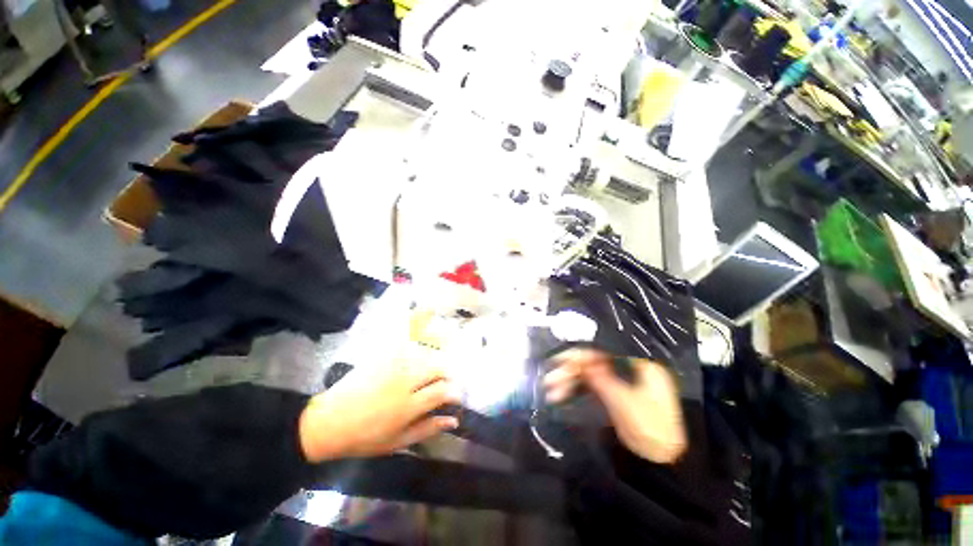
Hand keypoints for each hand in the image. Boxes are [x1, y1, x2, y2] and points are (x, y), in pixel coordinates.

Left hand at [299, 356, 459, 461]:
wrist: (329, 422)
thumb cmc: (365, 438)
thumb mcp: (398, 442)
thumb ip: (428, 429)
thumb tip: (454, 420)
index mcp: (408, 406)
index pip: (442, 391)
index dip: (454, 391)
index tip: (456, 395)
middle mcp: (404, 383)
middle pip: (436, 368)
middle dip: (447, 373)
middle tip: (446, 382)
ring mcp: (392, 368)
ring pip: (424, 356)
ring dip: (433, 363)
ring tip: (433, 372)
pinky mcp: (382, 359)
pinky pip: (406, 348)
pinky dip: (417, 351)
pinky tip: (416, 359)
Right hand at [543, 348, 686, 463]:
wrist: (664, 461)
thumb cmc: (651, 429)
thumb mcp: (624, 402)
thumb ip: (601, 378)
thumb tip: (579, 360)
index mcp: (638, 364)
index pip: (604, 350)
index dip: (580, 354)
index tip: (560, 360)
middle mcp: (628, 368)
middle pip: (594, 362)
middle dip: (571, 371)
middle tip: (550, 380)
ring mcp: (619, 381)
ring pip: (589, 374)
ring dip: (570, 381)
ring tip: (551, 393)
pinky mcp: (613, 393)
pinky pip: (591, 386)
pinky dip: (577, 390)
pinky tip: (561, 396)